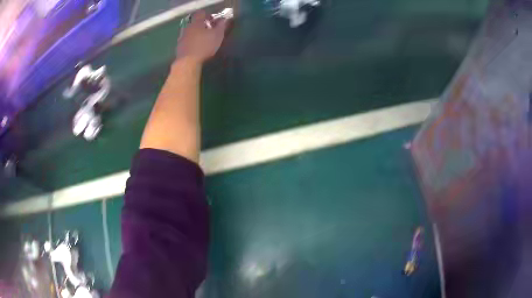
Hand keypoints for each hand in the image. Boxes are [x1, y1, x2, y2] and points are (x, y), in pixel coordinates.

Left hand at [176, 10, 228, 63]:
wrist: (188, 62)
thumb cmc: (204, 46)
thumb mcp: (217, 35)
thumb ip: (221, 26)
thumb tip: (224, 19)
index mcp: (196, 22)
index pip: (201, 13)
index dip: (208, 15)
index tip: (214, 21)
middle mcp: (187, 27)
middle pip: (195, 21)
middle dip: (202, 24)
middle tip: (210, 30)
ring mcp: (181, 36)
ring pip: (190, 30)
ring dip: (196, 33)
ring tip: (203, 39)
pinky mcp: (179, 46)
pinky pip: (186, 39)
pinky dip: (192, 40)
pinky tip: (197, 46)